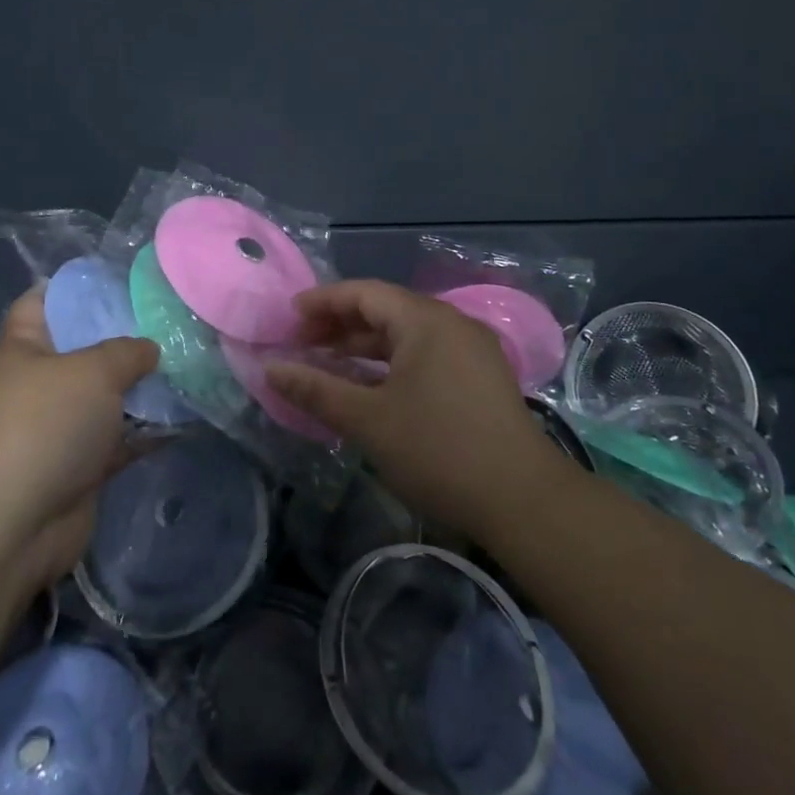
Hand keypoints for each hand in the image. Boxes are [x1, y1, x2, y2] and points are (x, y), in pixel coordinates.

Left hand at [0, 290, 159, 601]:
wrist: (13, 527)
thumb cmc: (44, 427)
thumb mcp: (92, 371)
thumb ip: (128, 351)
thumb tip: (149, 350)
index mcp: (25, 348)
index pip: (42, 300)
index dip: (75, 286)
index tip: (121, 280)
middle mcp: (40, 383)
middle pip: (85, 348)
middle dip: (126, 337)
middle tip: (171, 321)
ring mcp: (59, 426)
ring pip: (107, 395)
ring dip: (143, 386)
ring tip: (189, 363)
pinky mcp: (80, 466)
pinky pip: (120, 438)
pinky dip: (148, 430)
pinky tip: (186, 416)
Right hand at [266, 280, 557, 539]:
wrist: (523, 501)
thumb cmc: (438, 451)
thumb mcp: (368, 420)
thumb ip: (317, 389)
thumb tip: (270, 369)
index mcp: (426, 320)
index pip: (364, 293)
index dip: (322, 302)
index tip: (288, 318)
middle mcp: (451, 323)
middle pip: (386, 309)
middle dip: (341, 324)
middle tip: (302, 343)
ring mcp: (471, 350)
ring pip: (407, 334)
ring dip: (365, 346)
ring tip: (328, 364)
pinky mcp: (481, 377)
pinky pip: (426, 354)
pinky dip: (392, 362)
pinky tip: (370, 386)